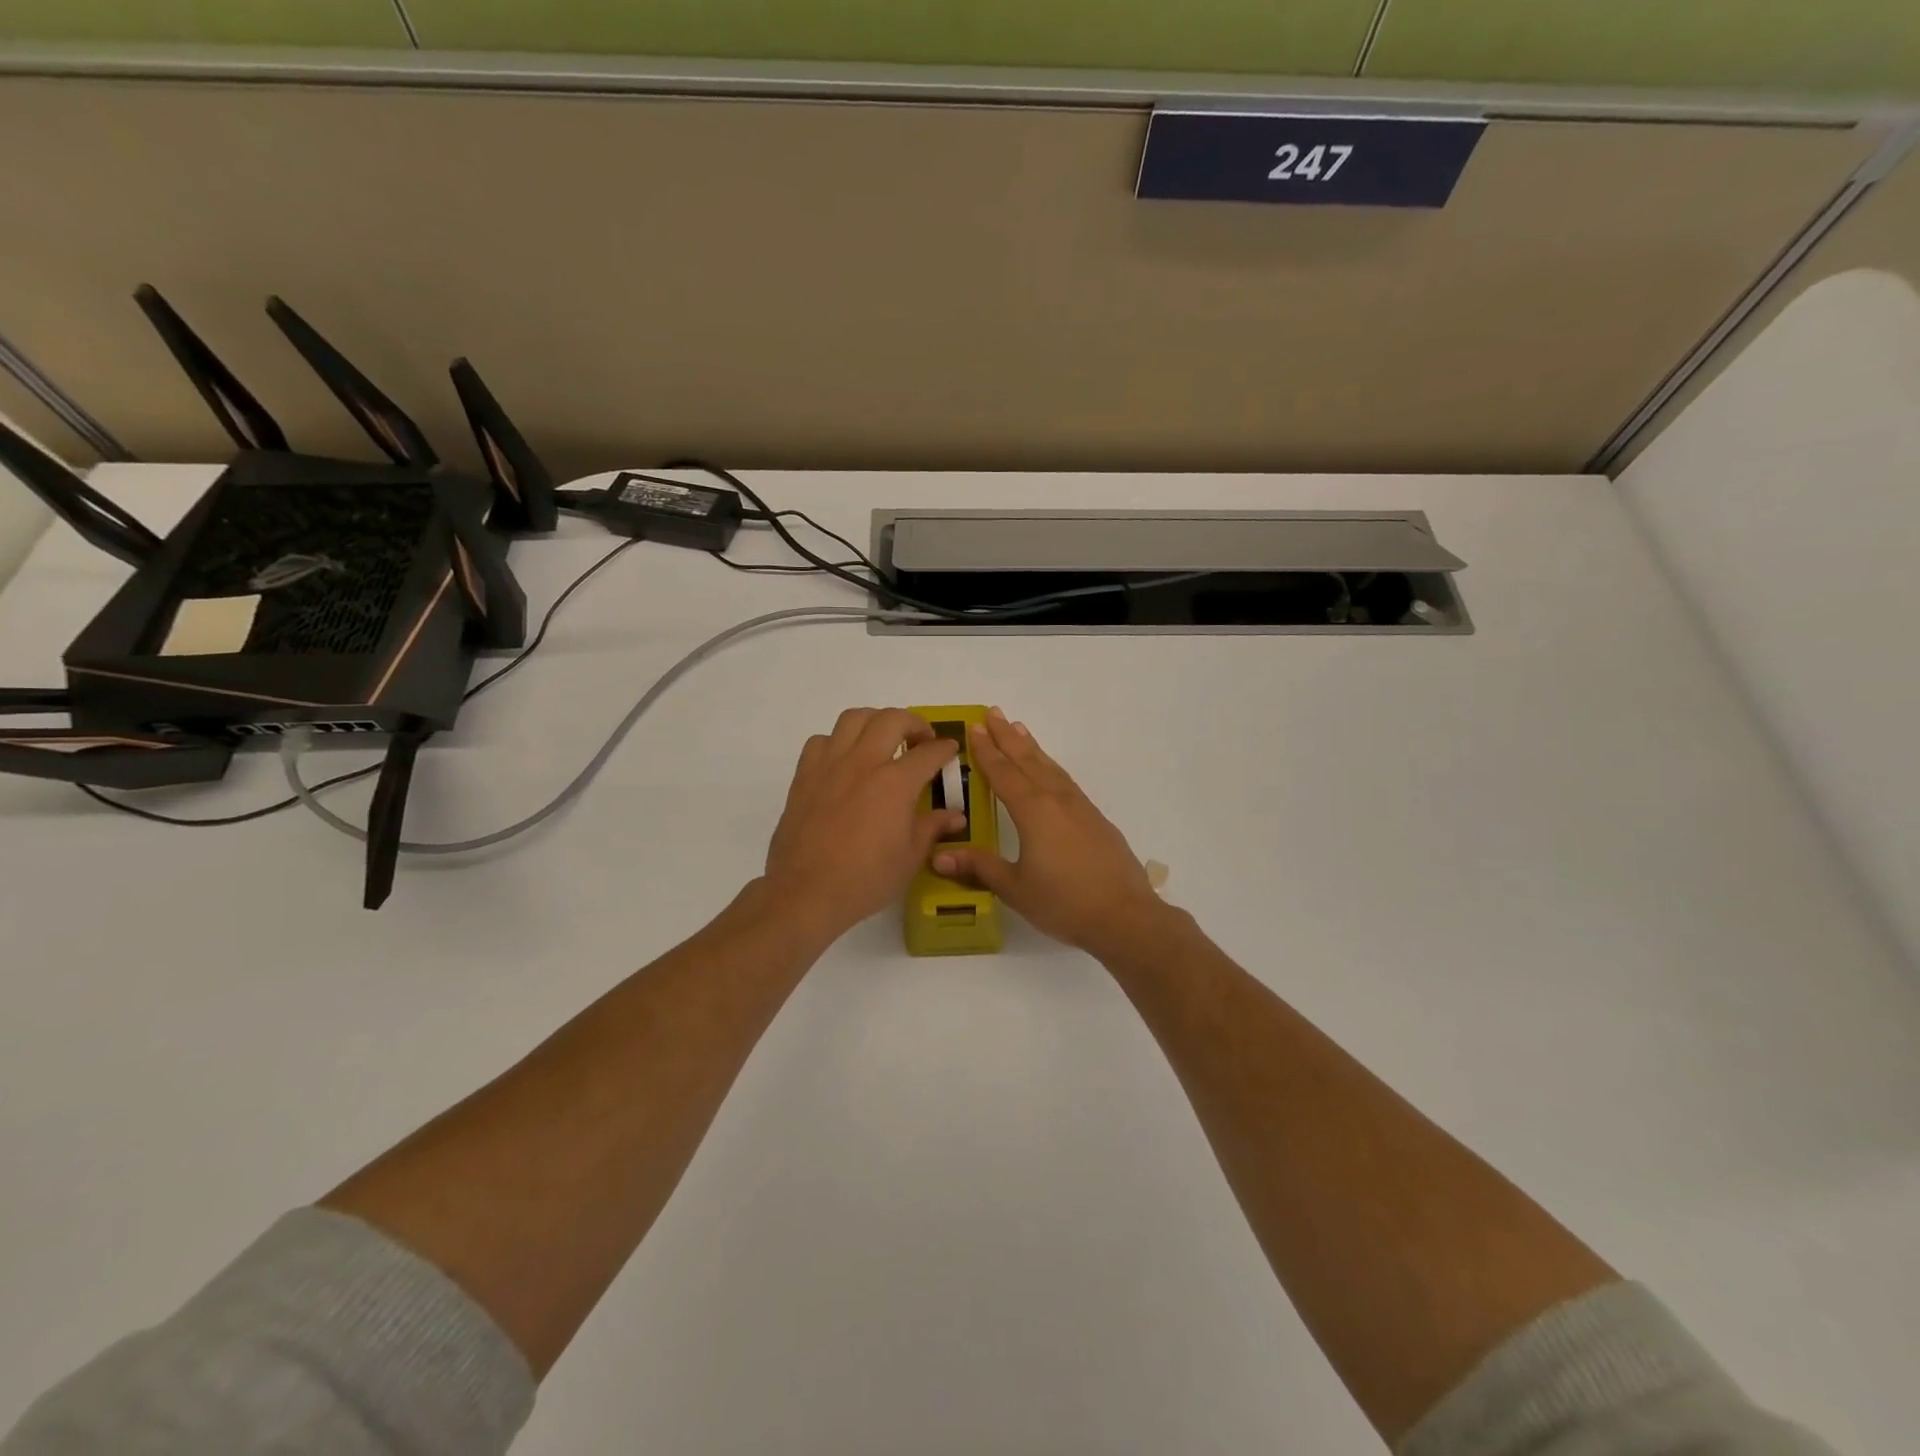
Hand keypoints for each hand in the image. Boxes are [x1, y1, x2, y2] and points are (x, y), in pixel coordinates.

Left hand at [762, 708, 967, 943]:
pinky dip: (837, 741)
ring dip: (875, 721)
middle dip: (914, 723)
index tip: (950, 749)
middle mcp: (863, 763)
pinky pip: (821, 741)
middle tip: (921, 740)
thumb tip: (955, 816)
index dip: (944, 748)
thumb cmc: (865, 879)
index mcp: (895, 783)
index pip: (928, 753)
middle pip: (891, 719)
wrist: (805, 892)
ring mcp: (830, 765)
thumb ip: (932, 828)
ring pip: (853, 718)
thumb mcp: (909, 858)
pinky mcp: (804, 775)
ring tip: (882, 738)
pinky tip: (844, 760)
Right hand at [932, 707, 1168, 957]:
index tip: (974, 728)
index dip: (986, 751)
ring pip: (1049, 767)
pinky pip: (1065, 781)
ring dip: (1031, 747)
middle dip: (1007, 737)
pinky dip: (1051, 766)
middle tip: (993, 712)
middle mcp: (1056, 800)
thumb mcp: (1015, 888)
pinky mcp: (1095, 819)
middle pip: (1027, 760)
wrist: (1124, 916)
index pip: (1003, 773)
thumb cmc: (1064, 902)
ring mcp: (1079, 807)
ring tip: (1019, 728)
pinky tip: (1049, 770)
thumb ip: (979, 867)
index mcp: (1032, 811)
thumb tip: (938, 855)